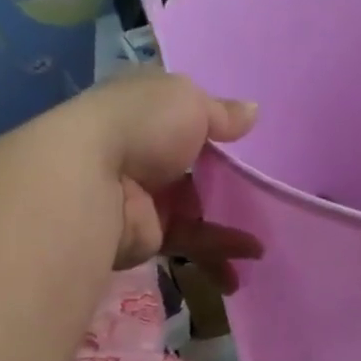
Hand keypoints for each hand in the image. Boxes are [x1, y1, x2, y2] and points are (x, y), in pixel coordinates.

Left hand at [72, 71, 262, 286]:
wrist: (94, 182)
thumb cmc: (142, 126)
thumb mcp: (189, 102)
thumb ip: (222, 113)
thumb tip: (252, 111)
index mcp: (146, 110)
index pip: (183, 115)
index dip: (215, 126)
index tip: (249, 140)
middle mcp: (144, 150)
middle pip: (194, 167)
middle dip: (227, 181)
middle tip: (265, 192)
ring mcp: (146, 194)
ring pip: (197, 208)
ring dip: (229, 224)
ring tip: (263, 240)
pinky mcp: (149, 234)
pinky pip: (192, 241)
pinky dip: (220, 251)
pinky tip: (249, 257)